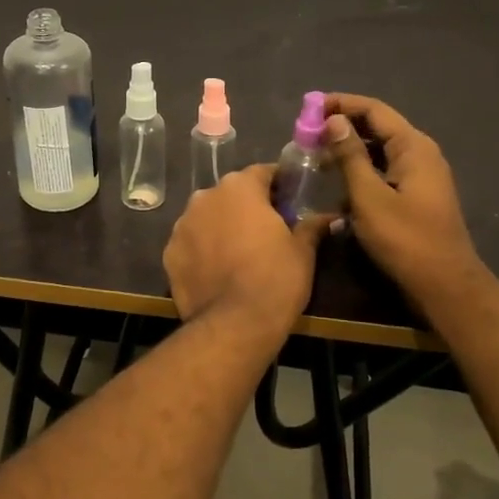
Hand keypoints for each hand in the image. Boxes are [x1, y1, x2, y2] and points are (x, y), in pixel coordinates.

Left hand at [164, 166, 326, 345]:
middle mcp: (204, 197)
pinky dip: (203, 250)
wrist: (233, 325)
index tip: (291, 199)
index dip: (278, 184)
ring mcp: (181, 225)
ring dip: (222, 226)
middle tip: (268, 229)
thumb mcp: (302, 251)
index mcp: (238, 188)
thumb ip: (311, 226)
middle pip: (231, 194)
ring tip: (240, 252)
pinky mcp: (169, 253)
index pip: (262, 173)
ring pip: (207, 217)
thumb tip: (330, 217)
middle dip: (248, 206)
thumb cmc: (275, 279)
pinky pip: (191, 243)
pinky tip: (218, 270)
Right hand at [322, 93, 486, 308]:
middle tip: (308, 133)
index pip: (374, 110)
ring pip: (379, 150)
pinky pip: (384, 170)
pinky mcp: (415, 195)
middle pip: (378, 126)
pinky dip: (360, 170)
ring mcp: (420, 175)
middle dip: (342, 125)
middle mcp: (420, 153)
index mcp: (413, 147)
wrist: (444, 285)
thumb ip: (350, 155)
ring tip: (316, 156)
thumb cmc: (404, 239)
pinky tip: (336, 183)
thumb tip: (333, 120)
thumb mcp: (369, 196)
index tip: (309, 107)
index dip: (341, 104)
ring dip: (349, 149)